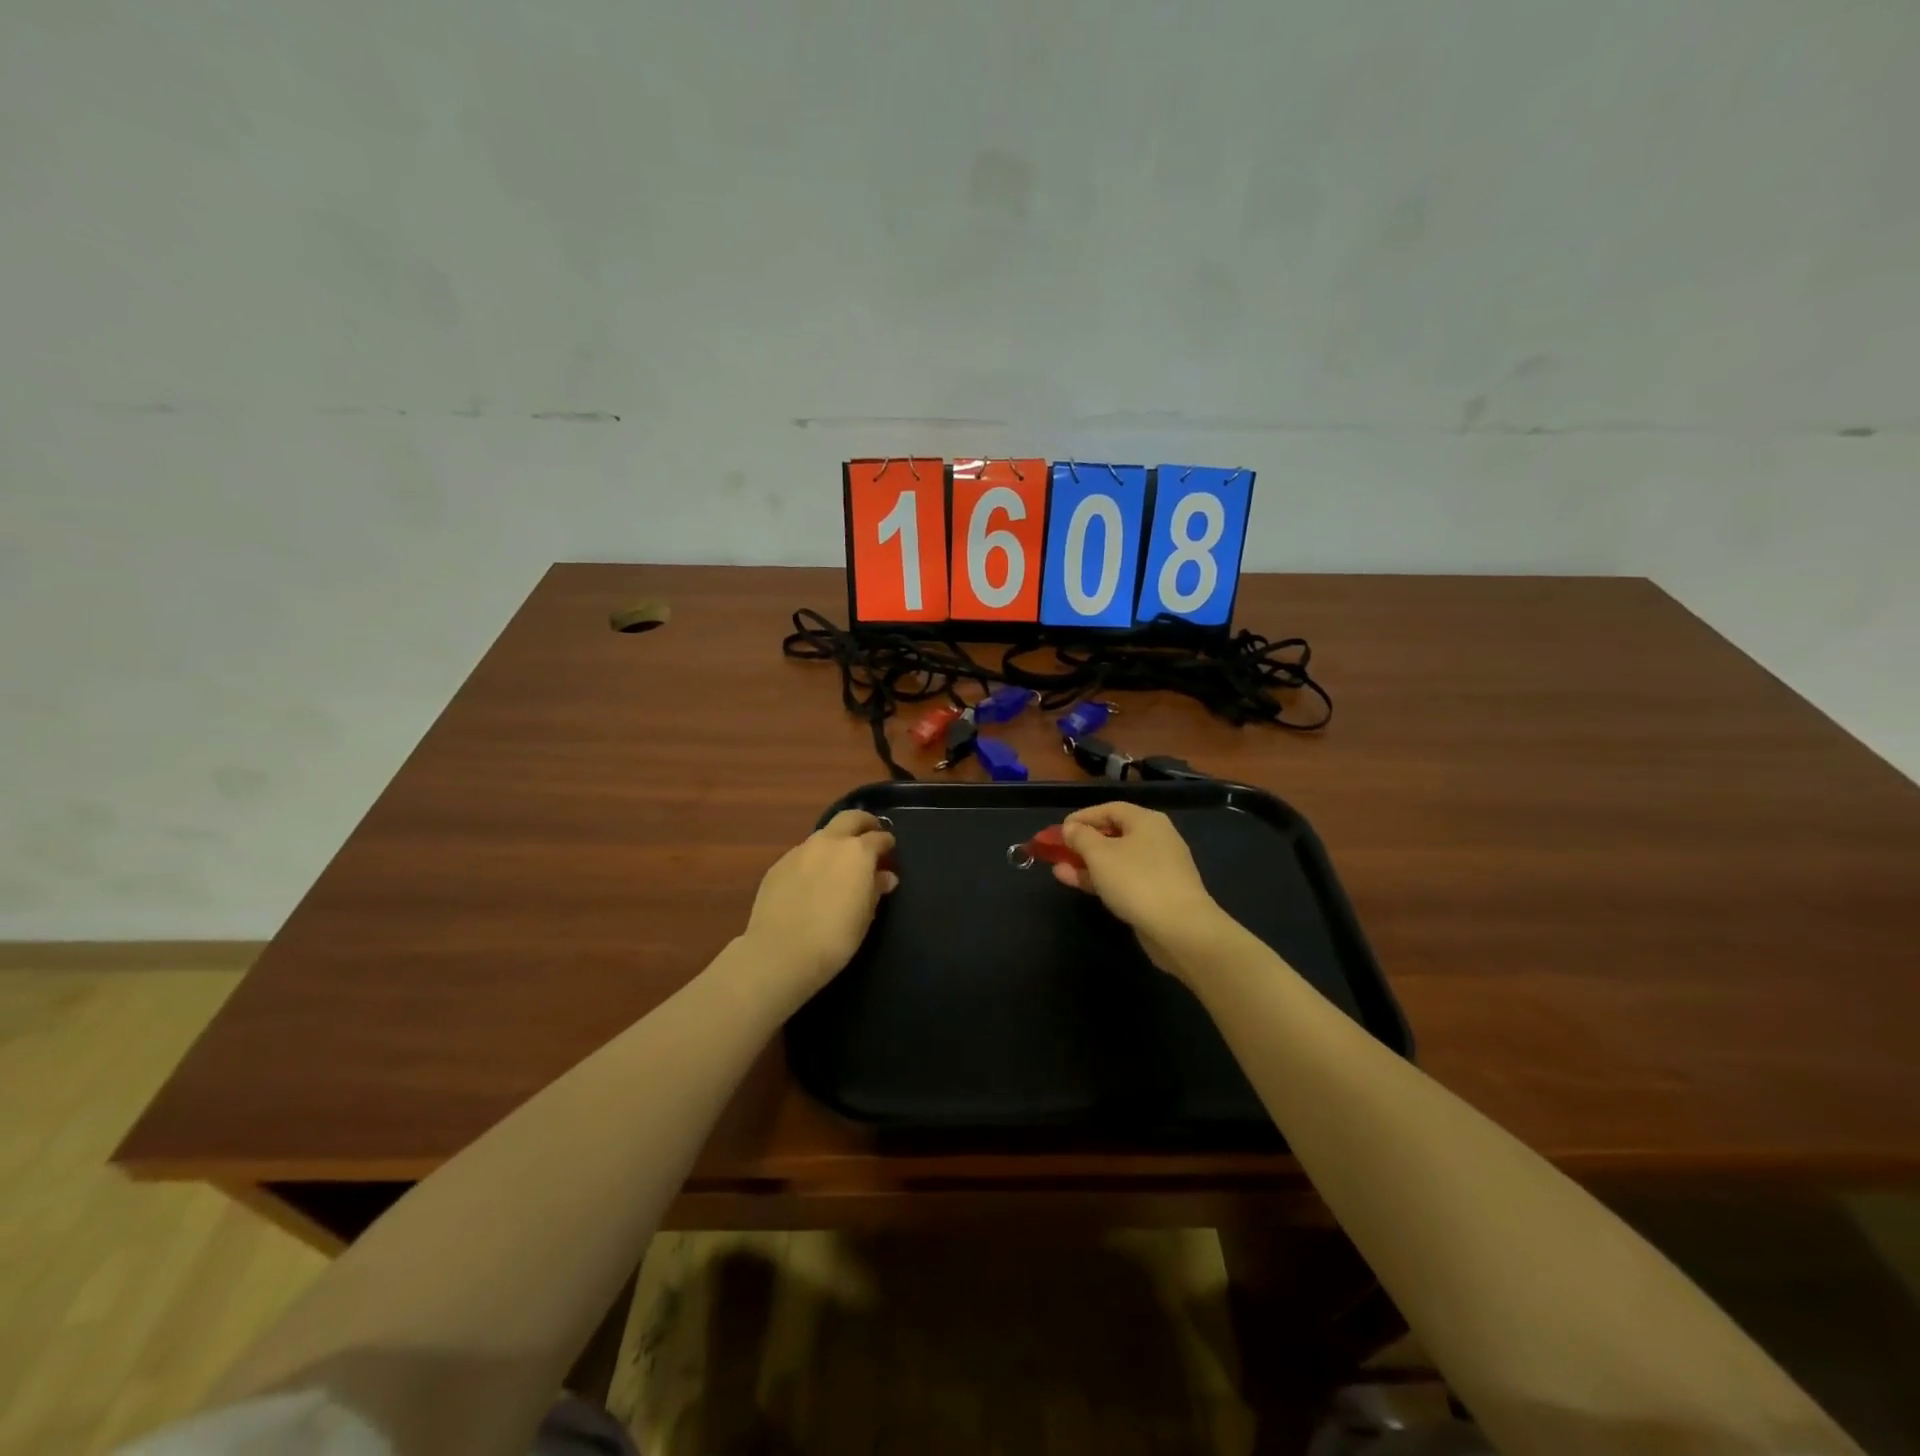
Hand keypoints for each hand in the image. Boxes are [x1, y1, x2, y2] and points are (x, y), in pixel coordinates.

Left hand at [742, 810, 898, 997]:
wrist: (780, 952)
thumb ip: (876, 889)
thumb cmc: (835, 937)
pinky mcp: (778, 865)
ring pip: (823, 835)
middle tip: (870, 834)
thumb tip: (885, 877)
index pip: (879, 837)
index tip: (890, 851)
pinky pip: (802, 855)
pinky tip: (811, 881)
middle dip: (863, 823)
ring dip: (835, 842)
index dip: (887, 843)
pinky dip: (813, 861)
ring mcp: (800, 851)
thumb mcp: (865, 916)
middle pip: (849, 818)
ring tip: (838, 863)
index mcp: (857, 852)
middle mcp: (829, 843)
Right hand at [1055, 803, 1224, 980]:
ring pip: (1116, 859)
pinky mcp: (1157, 893)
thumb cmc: (1136, 880)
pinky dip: (1101, 879)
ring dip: (1087, 863)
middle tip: (1057, 851)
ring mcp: (1158, 868)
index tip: (1059, 830)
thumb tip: (1070, 828)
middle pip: (1112, 834)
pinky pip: (1123, 879)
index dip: (1082, 817)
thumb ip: (1080, 837)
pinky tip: (1078, 884)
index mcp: (1146, 821)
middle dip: (1082, 843)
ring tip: (1058, 870)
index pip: (1109, 809)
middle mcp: (1155, 839)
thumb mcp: (1100, 854)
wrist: (1180, 928)